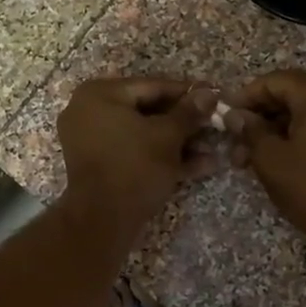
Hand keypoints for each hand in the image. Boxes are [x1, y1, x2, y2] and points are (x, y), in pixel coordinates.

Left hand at [56, 77, 219, 236]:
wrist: (103, 220)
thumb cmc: (135, 166)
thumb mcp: (168, 136)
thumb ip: (189, 112)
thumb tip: (209, 93)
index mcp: (100, 93)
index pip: (153, 85)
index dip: (188, 92)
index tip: (215, 95)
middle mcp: (90, 110)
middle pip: (148, 110)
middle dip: (185, 122)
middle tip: (215, 123)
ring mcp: (92, 139)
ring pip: (143, 134)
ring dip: (179, 142)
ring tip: (214, 148)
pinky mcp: (100, 165)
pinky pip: (134, 151)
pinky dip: (162, 156)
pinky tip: (200, 165)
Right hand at [230, 70, 305, 239]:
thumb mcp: (269, 157)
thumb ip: (249, 129)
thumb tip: (235, 116)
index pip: (275, 81)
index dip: (247, 96)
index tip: (227, 114)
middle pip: (293, 94)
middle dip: (262, 117)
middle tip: (237, 141)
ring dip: (279, 128)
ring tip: (252, 157)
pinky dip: (302, 133)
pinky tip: (280, 154)